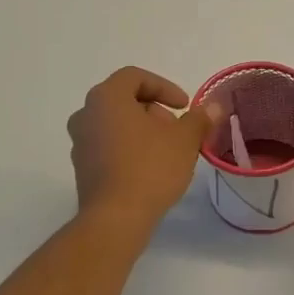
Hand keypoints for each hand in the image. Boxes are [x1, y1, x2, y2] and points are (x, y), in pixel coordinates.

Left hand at [68, 68, 219, 227]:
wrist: (116, 218)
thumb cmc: (150, 168)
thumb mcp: (184, 140)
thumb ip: (199, 119)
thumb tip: (213, 107)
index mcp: (107, 97)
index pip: (134, 76)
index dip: (164, 87)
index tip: (184, 106)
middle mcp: (86, 114)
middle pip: (124, 100)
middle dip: (154, 111)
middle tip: (177, 130)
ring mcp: (80, 142)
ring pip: (115, 124)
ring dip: (142, 131)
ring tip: (167, 151)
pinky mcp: (82, 168)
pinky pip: (108, 147)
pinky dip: (129, 149)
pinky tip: (149, 169)